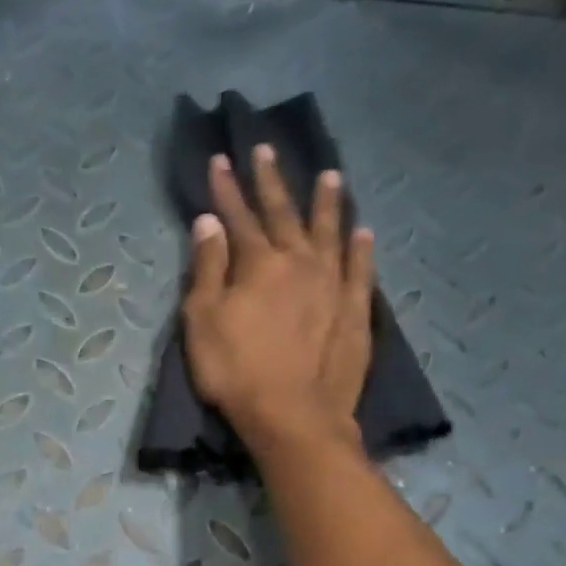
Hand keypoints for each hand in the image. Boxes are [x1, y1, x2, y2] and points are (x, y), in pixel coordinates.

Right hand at [180, 146, 375, 457]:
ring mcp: (332, 284)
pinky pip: (360, 269)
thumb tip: (209, 222)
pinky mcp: (354, 311)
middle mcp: (299, 261)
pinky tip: (363, 232)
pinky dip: (360, 248)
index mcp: (258, 263)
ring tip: (331, 177)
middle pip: (283, 213)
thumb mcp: (203, 321)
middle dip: (271, 182)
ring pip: (330, 232)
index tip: (221, 159)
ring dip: (327, 203)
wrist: (292, 415)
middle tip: (267, 150)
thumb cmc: (235, 371)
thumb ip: (206, 269)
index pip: (238, 216)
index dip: (226, 188)